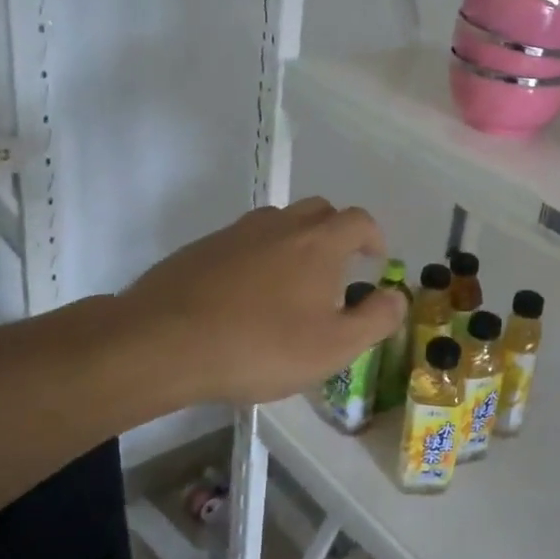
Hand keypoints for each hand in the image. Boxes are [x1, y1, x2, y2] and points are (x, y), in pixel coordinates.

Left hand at [108, 198, 405, 410]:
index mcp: (319, 242)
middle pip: (319, 211)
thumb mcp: (333, 347)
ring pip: (278, 224)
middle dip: (336, 233)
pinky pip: (243, 243)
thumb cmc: (260, 346)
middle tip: (337, 269)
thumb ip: (376, 319)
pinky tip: (245, 297)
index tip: (375, 260)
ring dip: (295, 243)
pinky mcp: (201, 248)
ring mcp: (236, 233)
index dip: (373, 237)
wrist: (162, 343)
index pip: (359, 220)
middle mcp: (280, 225)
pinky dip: (257, 258)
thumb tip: (397, 295)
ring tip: (291, 284)